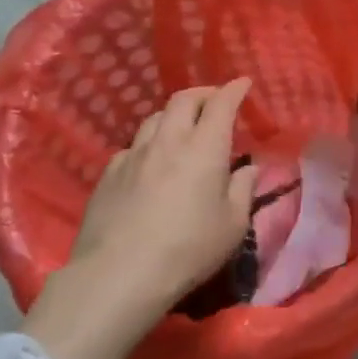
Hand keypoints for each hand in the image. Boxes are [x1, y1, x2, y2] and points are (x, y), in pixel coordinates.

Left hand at [24, 79, 255, 358]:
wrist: (118, 275)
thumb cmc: (188, 250)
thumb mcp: (232, 225)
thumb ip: (243, 190)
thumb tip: (248, 169)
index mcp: (205, 148)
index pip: (221, 103)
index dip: (234, 89)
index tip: (243, 83)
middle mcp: (169, 141)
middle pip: (183, 99)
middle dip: (203, 93)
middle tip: (214, 100)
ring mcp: (134, 155)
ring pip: (154, 118)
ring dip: (173, 116)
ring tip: (182, 128)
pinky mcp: (108, 175)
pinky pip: (133, 147)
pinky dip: (149, 144)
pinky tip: (150, 162)